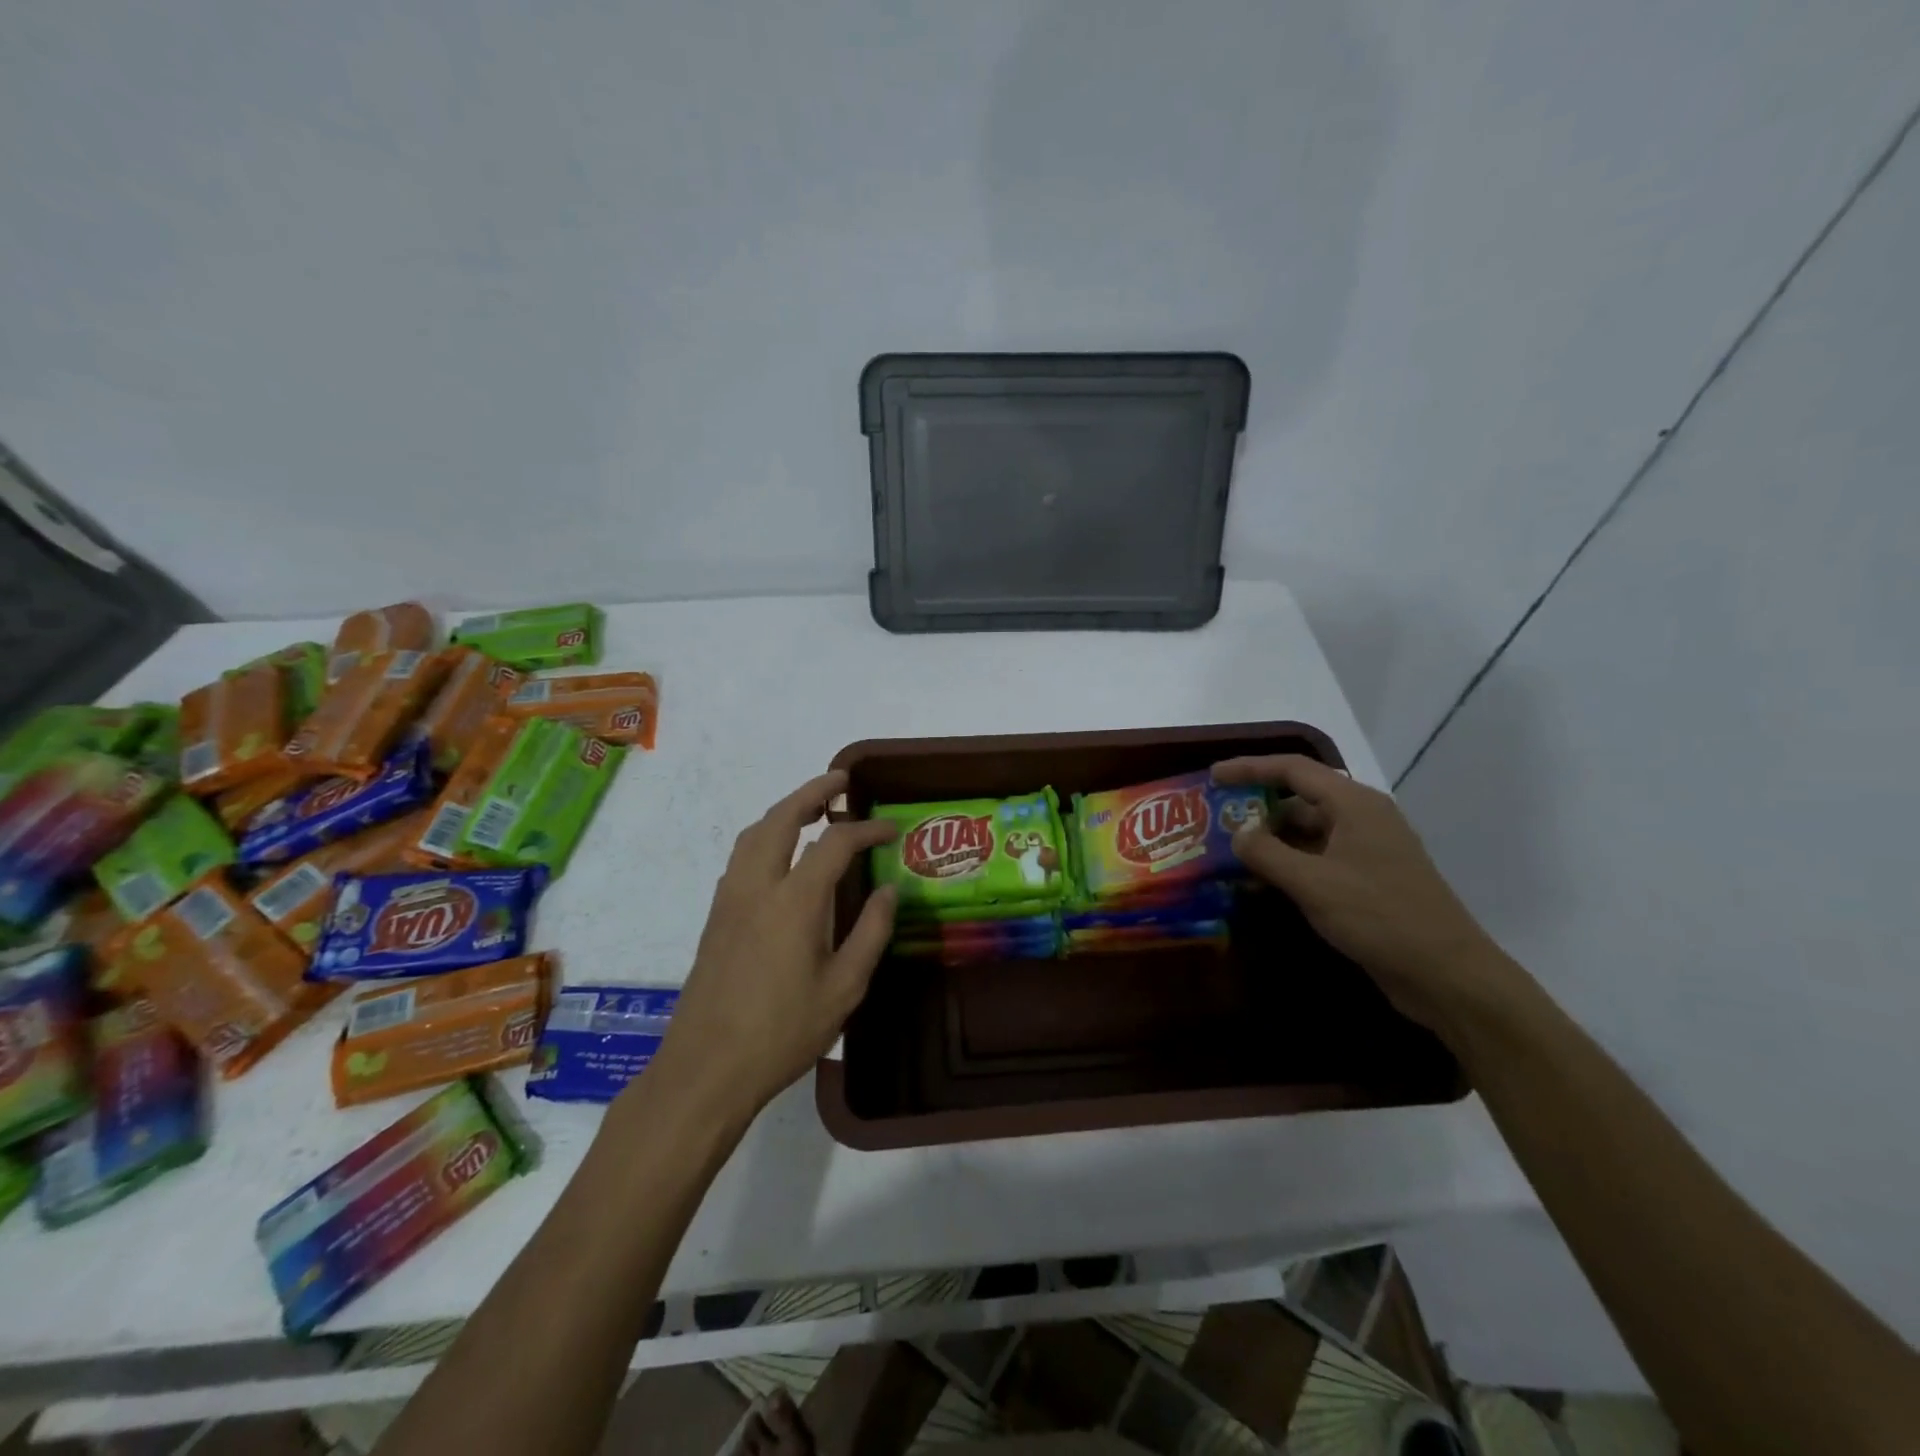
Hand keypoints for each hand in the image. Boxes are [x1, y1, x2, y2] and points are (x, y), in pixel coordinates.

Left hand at [642, 770, 897, 1123]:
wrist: (706, 1068)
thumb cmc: (782, 1032)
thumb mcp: (844, 988)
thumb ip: (871, 933)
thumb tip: (889, 891)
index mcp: (794, 900)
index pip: (835, 842)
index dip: (866, 829)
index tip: (891, 829)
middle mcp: (757, 886)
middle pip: (782, 818)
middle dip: (813, 792)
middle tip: (841, 781)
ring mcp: (730, 899)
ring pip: (754, 833)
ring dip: (785, 811)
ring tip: (813, 809)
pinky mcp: (716, 916)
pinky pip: (742, 856)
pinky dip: (766, 836)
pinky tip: (782, 856)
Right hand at [1212, 755, 1523, 1031]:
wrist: (1446, 974)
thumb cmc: (1378, 916)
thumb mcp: (1312, 882)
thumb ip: (1266, 853)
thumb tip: (1237, 833)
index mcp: (1354, 804)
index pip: (1293, 770)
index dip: (1250, 768)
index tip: (1213, 776)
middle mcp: (1362, 818)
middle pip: (1300, 800)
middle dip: (1257, 809)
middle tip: (1216, 821)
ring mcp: (1367, 851)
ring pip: (1307, 833)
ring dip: (1270, 841)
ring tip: (1229, 853)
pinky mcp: (1368, 881)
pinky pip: (1318, 859)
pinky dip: (1289, 865)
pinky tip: (1260, 883)